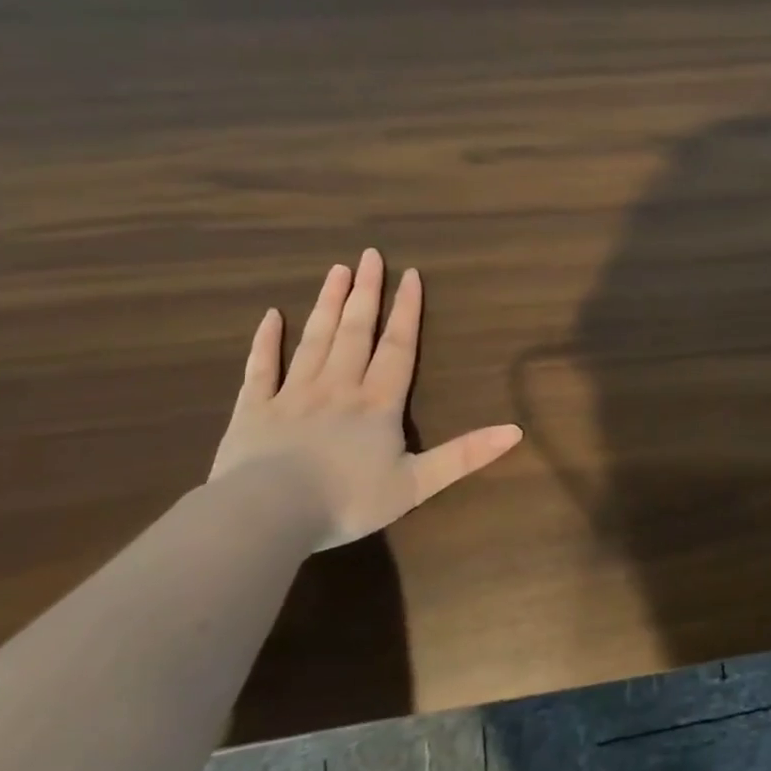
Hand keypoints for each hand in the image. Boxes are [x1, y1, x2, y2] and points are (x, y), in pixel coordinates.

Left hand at [210, 251, 522, 549]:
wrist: (268, 515)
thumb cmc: (347, 500)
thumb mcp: (418, 483)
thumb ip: (465, 455)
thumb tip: (516, 430)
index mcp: (377, 402)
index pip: (398, 346)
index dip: (406, 310)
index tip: (409, 274)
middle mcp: (338, 386)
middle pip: (356, 331)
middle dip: (366, 292)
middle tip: (369, 255)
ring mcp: (293, 394)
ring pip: (315, 339)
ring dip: (328, 304)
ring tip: (336, 270)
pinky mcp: (254, 409)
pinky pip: (261, 368)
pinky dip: (266, 341)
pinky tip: (271, 316)